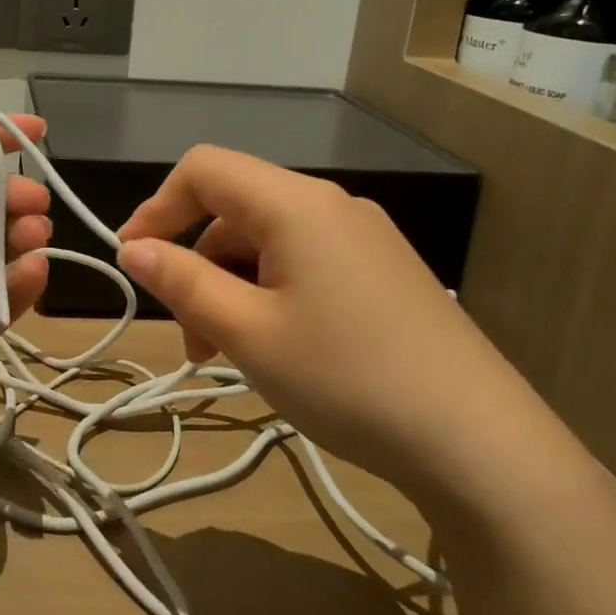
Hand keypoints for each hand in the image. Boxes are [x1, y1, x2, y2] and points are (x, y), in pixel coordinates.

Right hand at [115, 146, 546, 501]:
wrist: (482, 445)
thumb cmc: (348, 378)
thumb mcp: (248, 333)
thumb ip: (183, 281)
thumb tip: (134, 249)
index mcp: (295, 203)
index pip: (204, 169)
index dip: (157, 207)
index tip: (133, 262)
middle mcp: (331, 205)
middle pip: (236, 207)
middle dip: (196, 262)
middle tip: (188, 336)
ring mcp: (364, 237)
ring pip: (269, 240)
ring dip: (232, 285)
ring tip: (228, 354)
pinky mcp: (384, 272)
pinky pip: (306, 262)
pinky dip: (271, 293)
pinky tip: (278, 348)